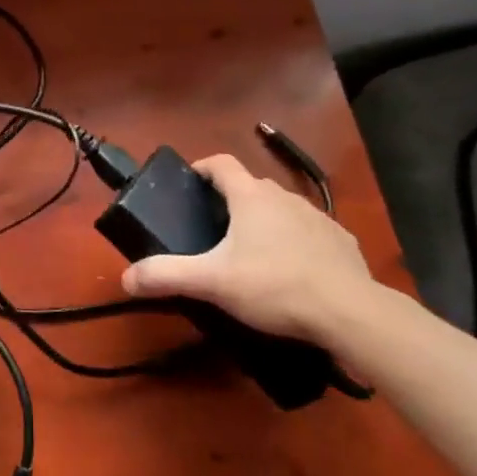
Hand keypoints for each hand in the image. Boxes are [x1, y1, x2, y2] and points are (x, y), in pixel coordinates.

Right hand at [121, 154, 377, 348]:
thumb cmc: (274, 286)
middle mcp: (284, 197)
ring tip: (250, 254)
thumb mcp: (212, 282)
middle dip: (229, 201)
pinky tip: (291, 272)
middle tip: (212, 230)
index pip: (221, 163)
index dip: (201, 168)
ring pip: (281, 209)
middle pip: (250, 186)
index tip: (188, 184)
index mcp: (251, 197)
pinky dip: (295, 242)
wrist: (350, 312)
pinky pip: (309, 232)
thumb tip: (125, 277)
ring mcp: (318, 217)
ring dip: (264, 221)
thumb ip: (166, 276)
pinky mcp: (341, 241)